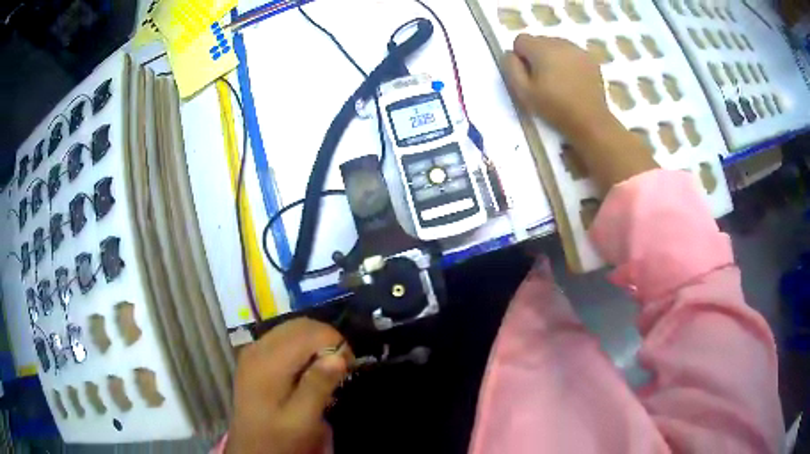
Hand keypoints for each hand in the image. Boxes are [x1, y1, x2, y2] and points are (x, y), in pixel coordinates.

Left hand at [226, 318, 352, 453]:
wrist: (251, 448)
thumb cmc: (278, 438)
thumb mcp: (302, 420)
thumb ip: (317, 387)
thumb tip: (339, 357)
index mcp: (269, 363)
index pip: (310, 333)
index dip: (336, 344)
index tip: (348, 367)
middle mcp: (258, 348)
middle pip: (300, 325)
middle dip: (326, 339)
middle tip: (340, 367)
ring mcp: (253, 350)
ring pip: (292, 328)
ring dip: (315, 341)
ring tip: (325, 368)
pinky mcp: (253, 357)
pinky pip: (282, 337)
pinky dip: (301, 345)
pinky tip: (306, 368)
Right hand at [502, 34, 610, 137]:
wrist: (591, 121)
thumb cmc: (555, 108)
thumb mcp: (523, 92)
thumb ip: (510, 68)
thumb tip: (510, 54)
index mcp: (541, 48)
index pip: (520, 39)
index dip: (520, 57)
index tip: (528, 75)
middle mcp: (560, 42)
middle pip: (539, 41)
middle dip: (537, 56)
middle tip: (543, 80)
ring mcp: (578, 50)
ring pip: (556, 46)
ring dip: (553, 58)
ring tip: (559, 80)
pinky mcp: (591, 59)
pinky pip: (572, 53)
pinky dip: (569, 62)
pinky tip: (572, 80)